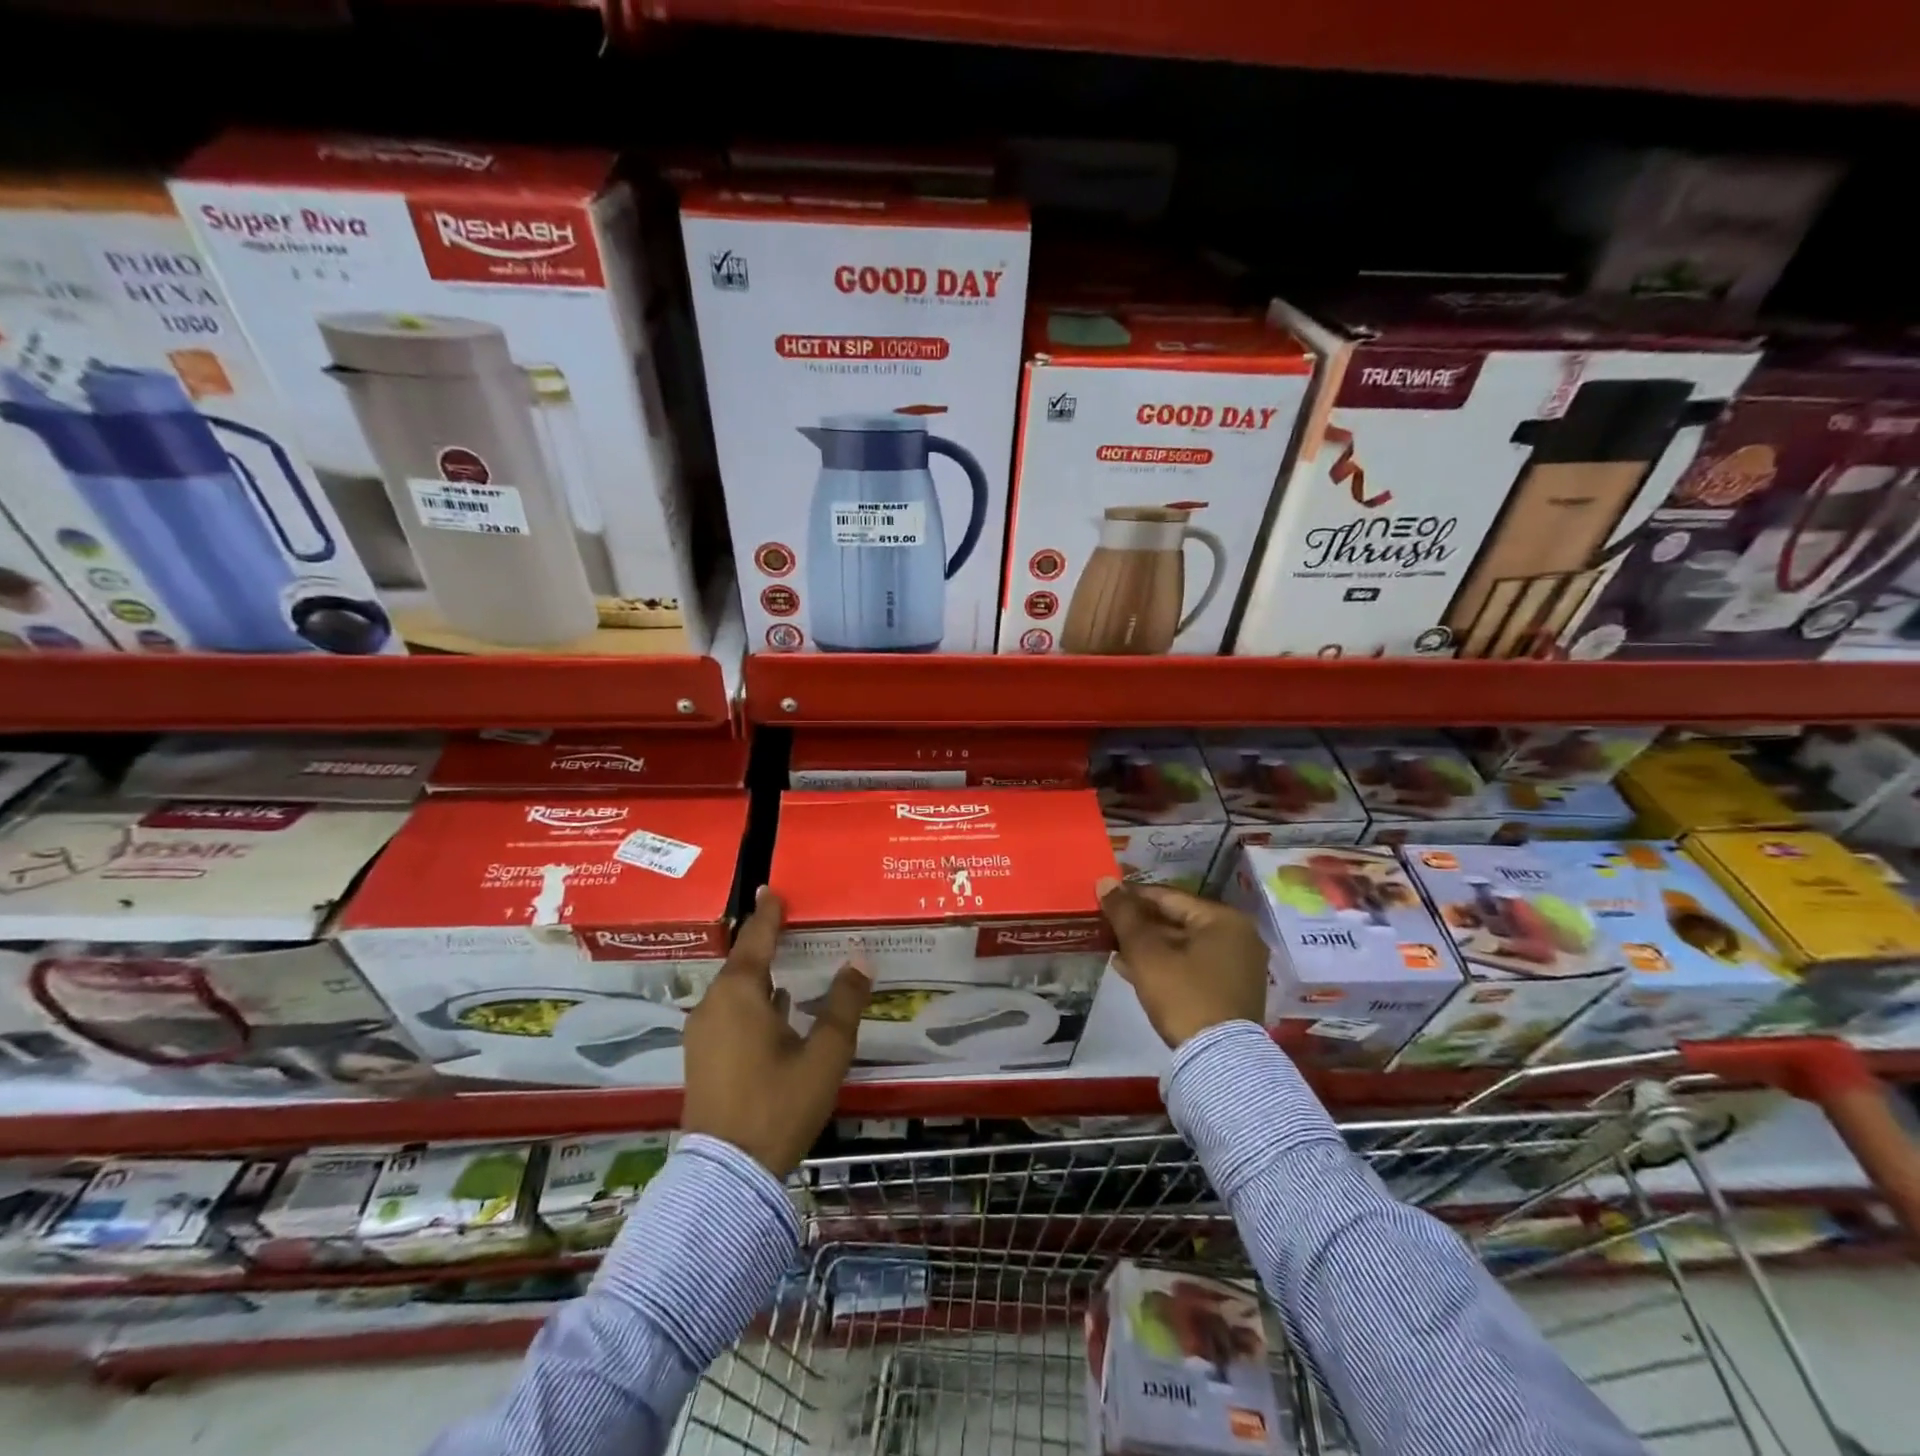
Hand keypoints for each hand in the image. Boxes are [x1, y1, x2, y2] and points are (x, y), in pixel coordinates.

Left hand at [682, 887, 870, 1176]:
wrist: (728, 1174)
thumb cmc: (779, 1103)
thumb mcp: (825, 1053)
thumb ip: (844, 1003)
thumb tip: (859, 959)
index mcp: (740, 993)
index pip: (756, 938)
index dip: (768, 913)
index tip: (772, 889)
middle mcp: (714, 1004)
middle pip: (742, 962)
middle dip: (764, 942)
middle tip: (789, 924)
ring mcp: (703, 1032)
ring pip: (734, 989)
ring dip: (759, 974)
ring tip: (787, 963)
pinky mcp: (701, 1057)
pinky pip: (728, 1011)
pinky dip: (751, 1000)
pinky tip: (775, 1009)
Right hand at [1097, 877, 1268, 1048]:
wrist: (1218, 1061)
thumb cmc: (1183, 995)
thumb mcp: (1147, 952)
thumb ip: (1125, 914)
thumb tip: (1105, 881)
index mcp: (1224, 919)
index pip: (1169, 896)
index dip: (1132, 896)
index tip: (1104, 897)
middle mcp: (1238, 937)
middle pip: (1177, 920)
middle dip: (1139, 924)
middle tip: (1106, 924)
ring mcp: (1237, 966)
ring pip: (1183, 945)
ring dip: (1148, 946)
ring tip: (1112, 947)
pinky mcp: (1230, 991)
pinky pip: (1192, 966)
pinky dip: (1164, 965)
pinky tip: (1132, 969)